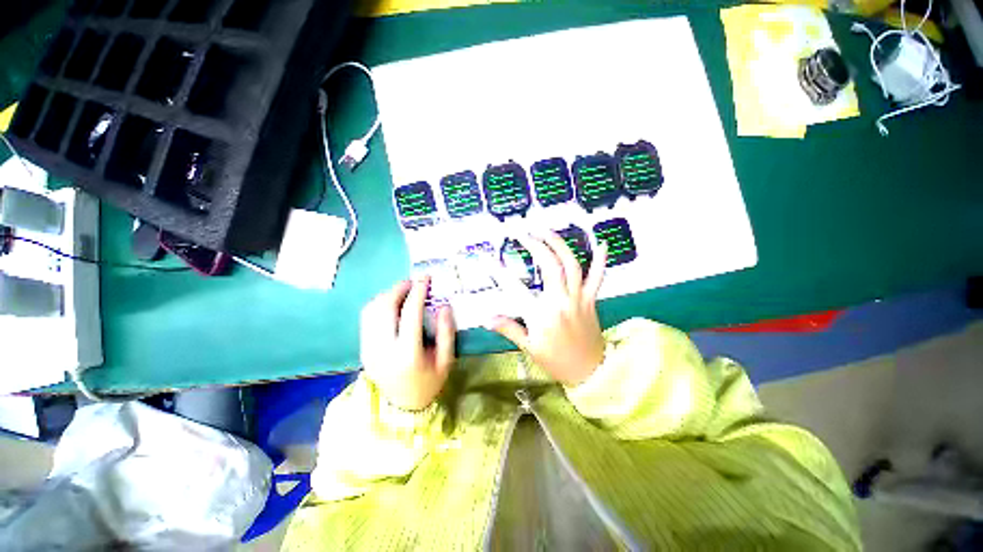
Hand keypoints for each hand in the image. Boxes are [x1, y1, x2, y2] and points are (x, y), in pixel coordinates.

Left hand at [360, 278, 455, 410]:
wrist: (402, 407)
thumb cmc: (429, 382)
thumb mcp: (446, 361)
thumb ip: (446, 333)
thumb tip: (444, 306)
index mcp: (407, 354)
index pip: (410, 314)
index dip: (418, 292)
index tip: (425, 278)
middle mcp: (383, 349)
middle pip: (385, 308)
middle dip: (398, 289)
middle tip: (413, 281)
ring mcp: (369, 349)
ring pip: (371, 311)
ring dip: (387, 295)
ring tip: (403, 290)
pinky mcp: (363, 349)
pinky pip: (366, 319)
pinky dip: (378, 305)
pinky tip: (391, 303)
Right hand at [488, 231, 607, 386]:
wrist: (591, 372)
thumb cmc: (556, 361)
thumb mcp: (529, 347)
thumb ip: (509, 329)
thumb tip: (487, 319)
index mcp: (541, 315)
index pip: (515, 288)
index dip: (499, 272)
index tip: (488, 257)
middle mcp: (560, 301)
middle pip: (550, 266)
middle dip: (535, 245)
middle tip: (522, 233)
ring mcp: (578, 298)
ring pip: (571, 265)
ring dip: (559, 244)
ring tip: (546, 230)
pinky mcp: (591, 299)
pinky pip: (598, 277)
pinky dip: (600, 260)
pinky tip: (601, 243)